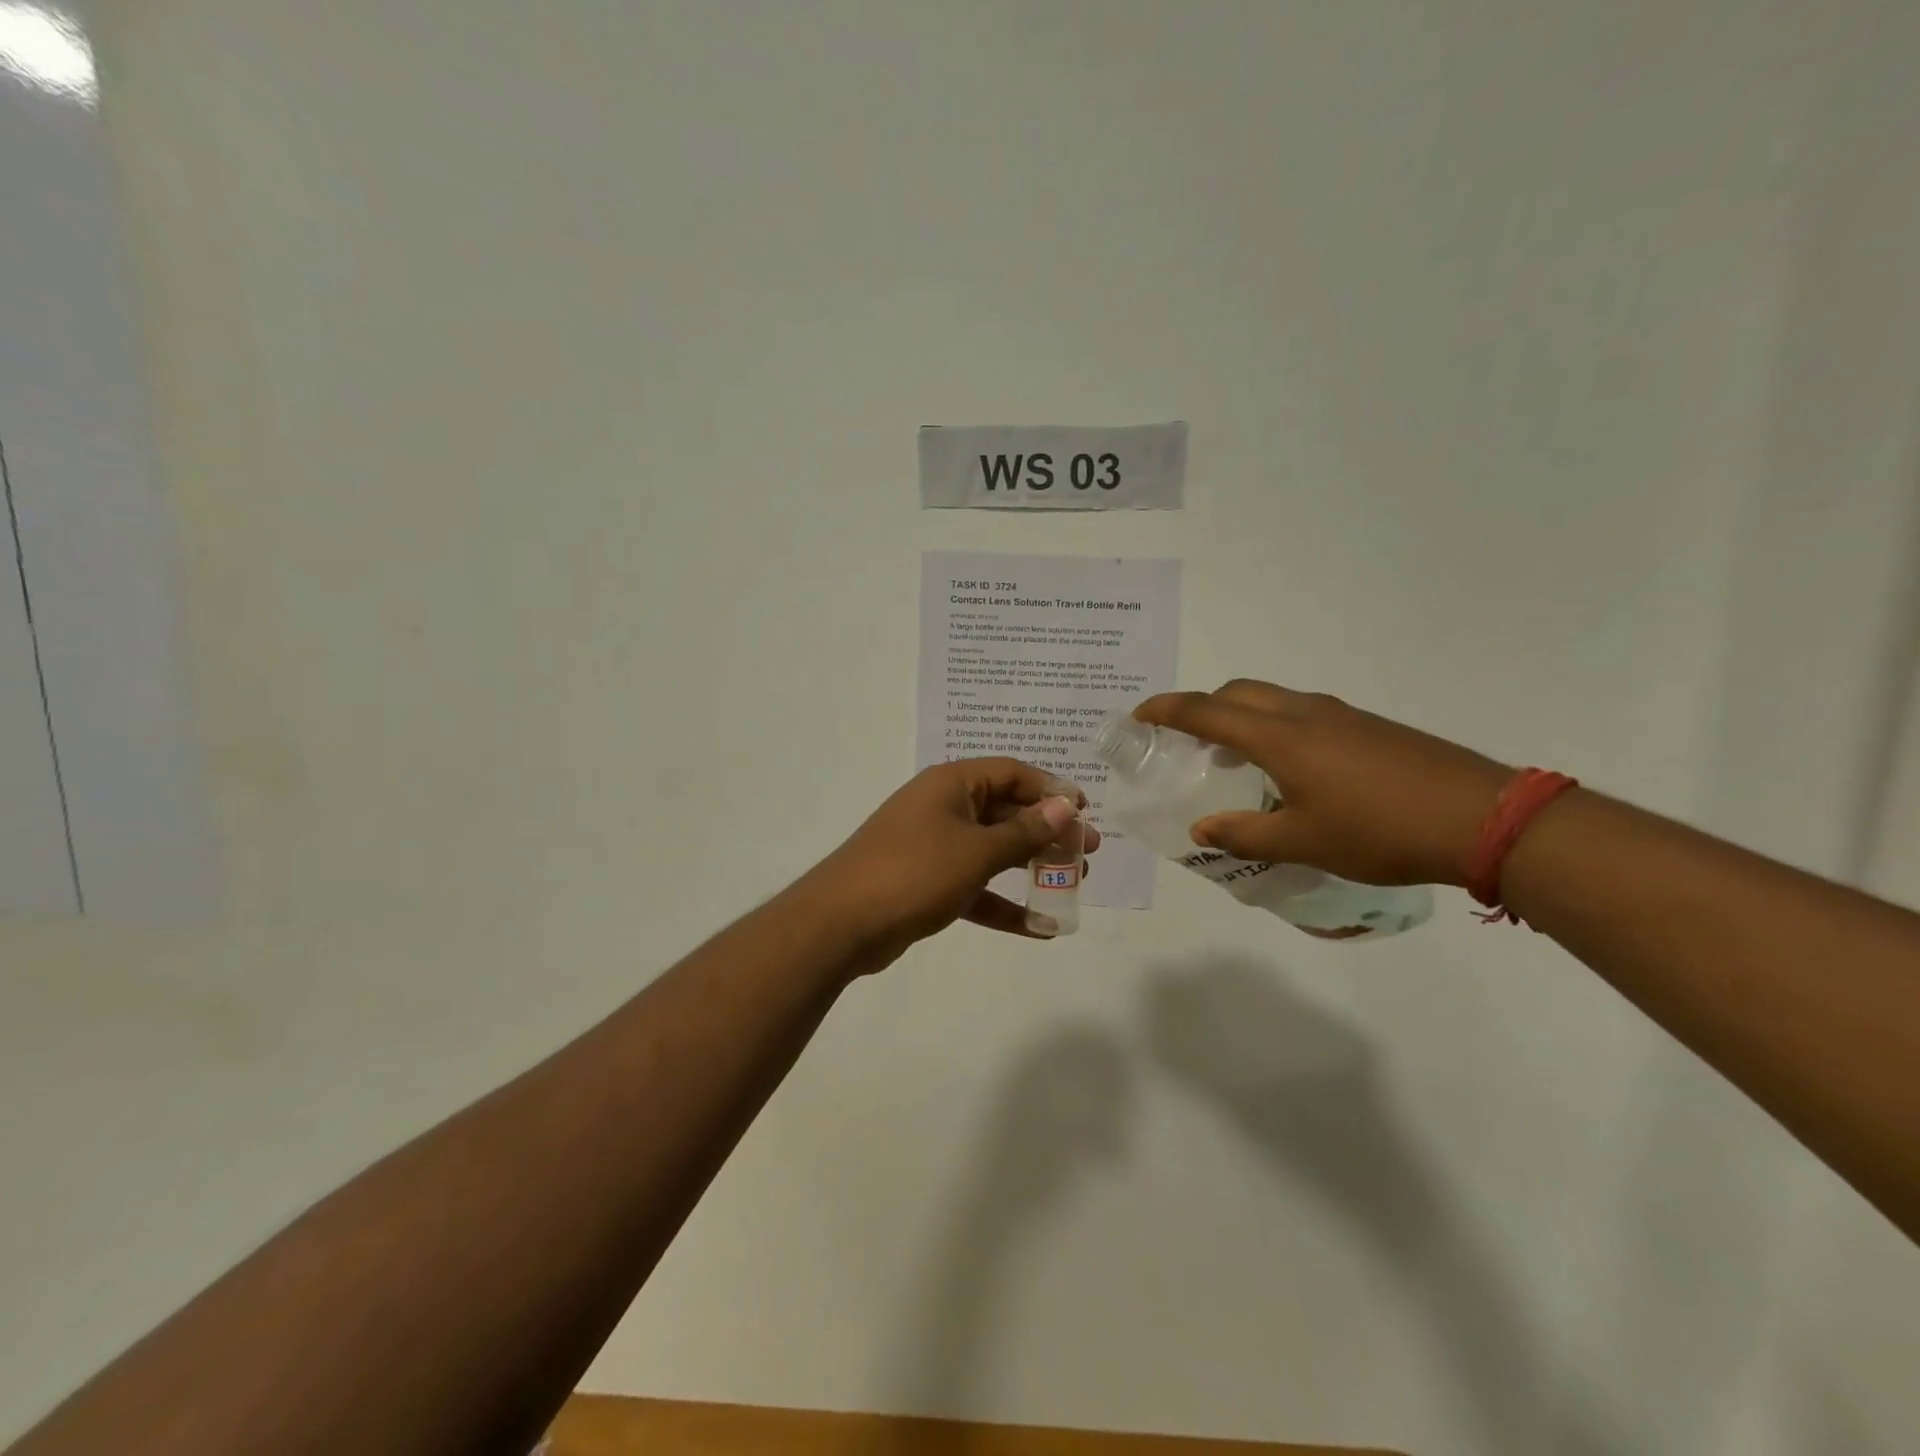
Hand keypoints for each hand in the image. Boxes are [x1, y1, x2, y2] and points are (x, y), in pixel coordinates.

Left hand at [803, 758, 1100, 956]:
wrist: (841, 923)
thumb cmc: (914, 872)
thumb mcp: (977, 850)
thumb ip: (1025, 831)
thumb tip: (1066, 806)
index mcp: (952, 784)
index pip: (1011, 773)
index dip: (1051, 789)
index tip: (1085, 812)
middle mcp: (943, 807)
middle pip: (1006, 811)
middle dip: (1048, 832)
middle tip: (1088, 853)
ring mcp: (933, 846)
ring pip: (993, 850)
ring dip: (1031, 866)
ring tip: (1074, 883)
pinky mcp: (927, 882)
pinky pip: (975, 886)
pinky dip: (1003, 903)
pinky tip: (1039, 927)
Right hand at [1135, 681, 1509, 886]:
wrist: (1481, 816)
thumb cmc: (1378, 830)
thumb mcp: (1303, 842)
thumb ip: (1245, 833)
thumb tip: (1201, 830)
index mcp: (1280, 737)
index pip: (1207, 711)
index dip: (1167, 710)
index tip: (1139, 715)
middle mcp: (1305, 713)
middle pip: (1238, 692)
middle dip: (1203, 707)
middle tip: (1186, 739)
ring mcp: (1341, 715)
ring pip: (1273, 700)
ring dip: (1242, 716)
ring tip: (1234, 755)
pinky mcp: (1368, 726)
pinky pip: (1302, 713)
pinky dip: (1275, 726)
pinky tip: (1290, 767)